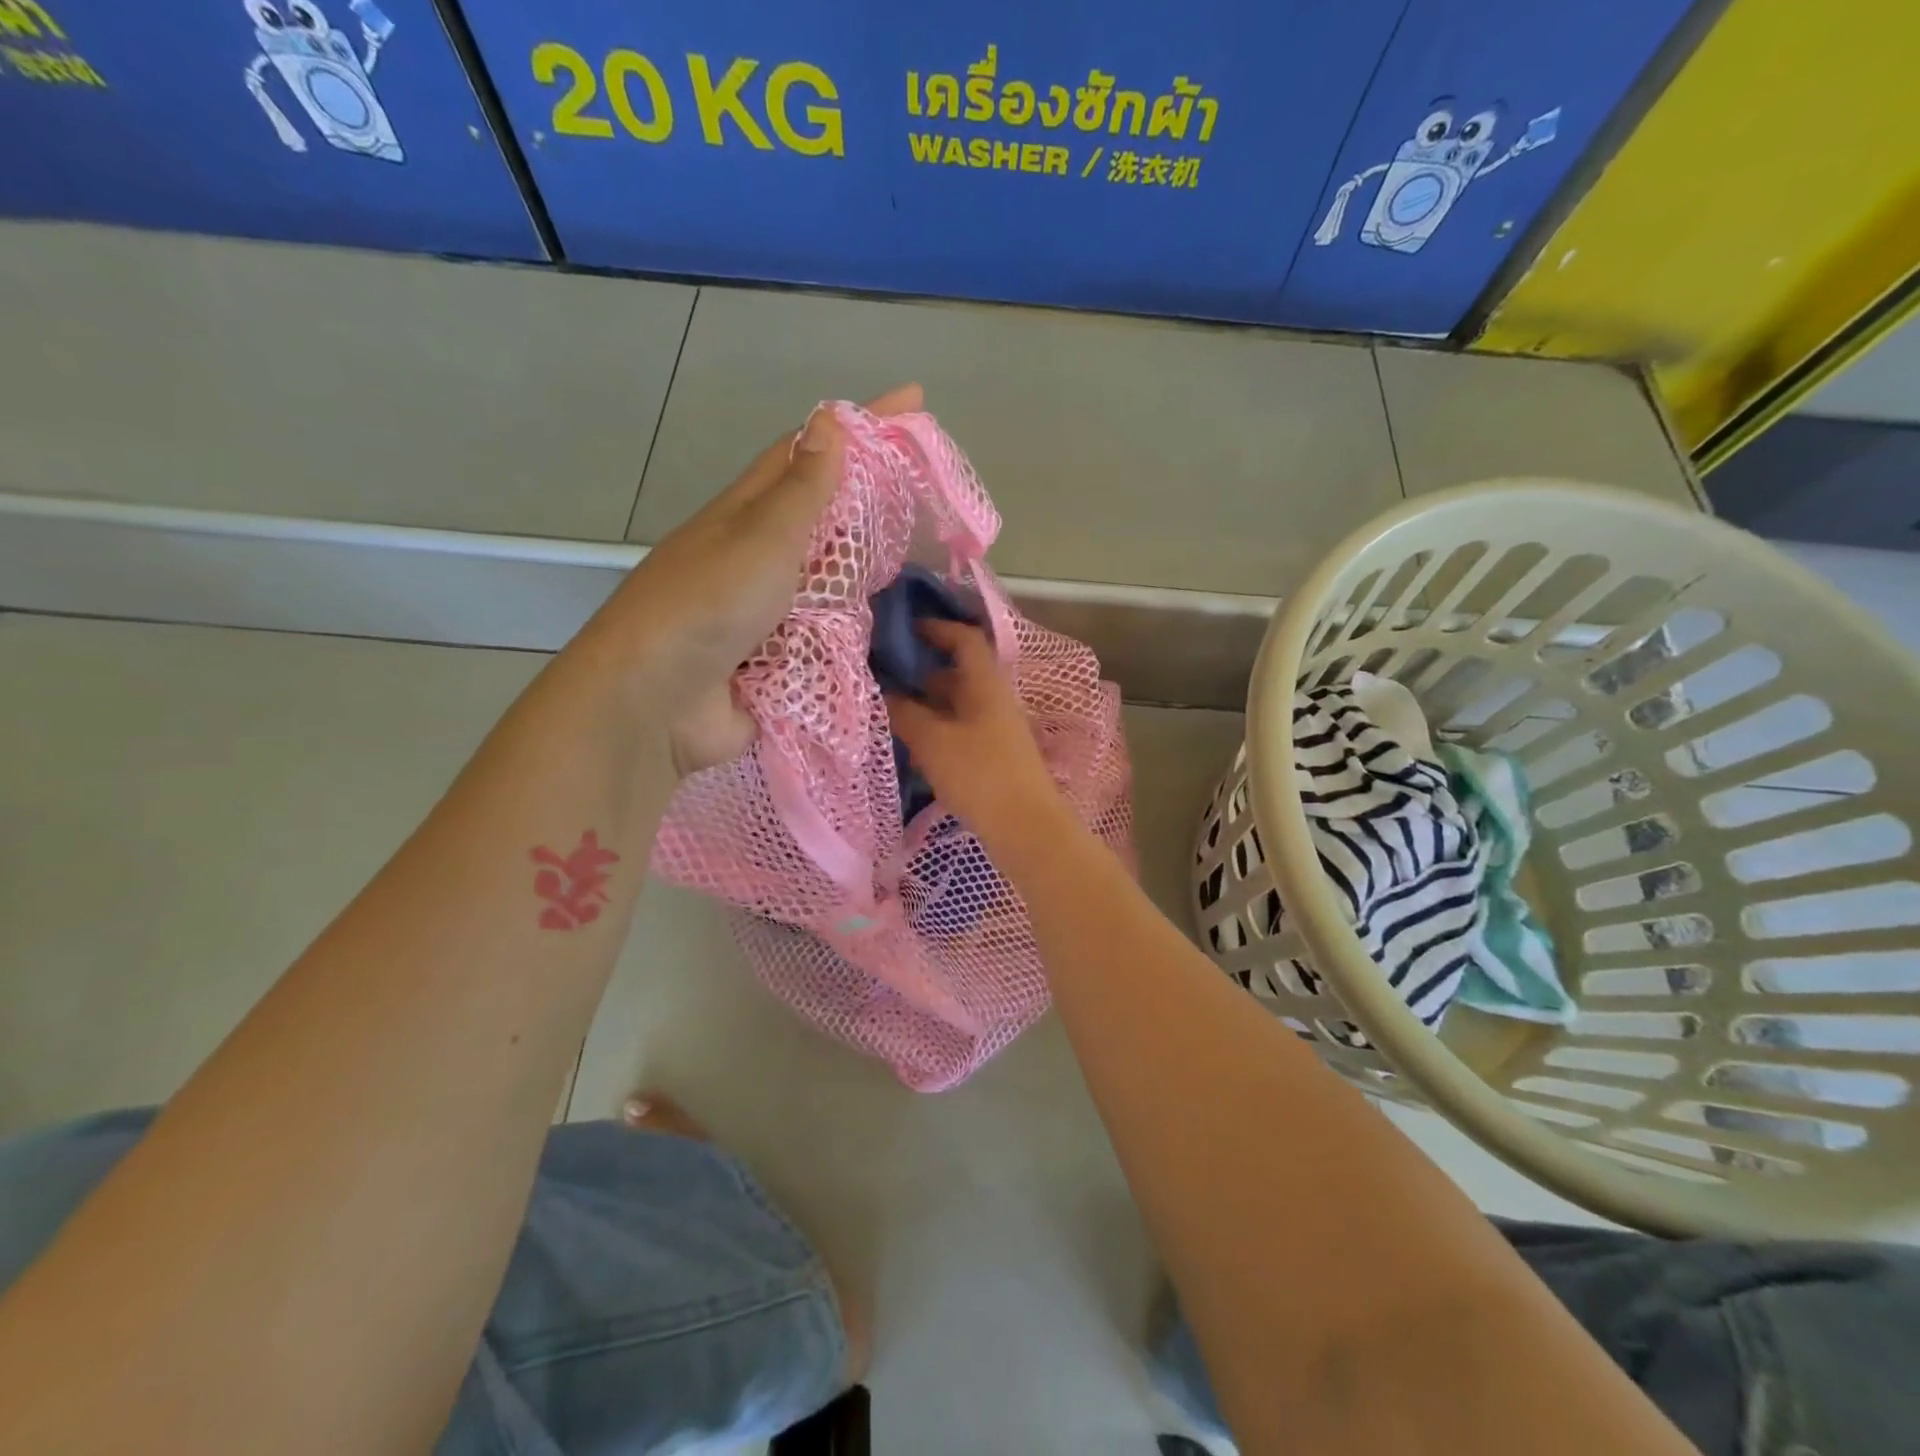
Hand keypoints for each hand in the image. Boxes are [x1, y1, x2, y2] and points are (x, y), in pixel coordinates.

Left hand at [597, 384, 923, 775]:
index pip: (808, 453)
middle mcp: (758, 557)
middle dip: (872, 502)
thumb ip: (802, 489)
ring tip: (924, 558)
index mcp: (747, 515)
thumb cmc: (709, 604)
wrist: (659, 702)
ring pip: (829, 579)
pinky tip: (892, 623)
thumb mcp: (761, 537)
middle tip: (930, 492)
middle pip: (823, 518)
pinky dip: (856, 627)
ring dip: (868, 570)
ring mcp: (768, 611)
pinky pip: (828, 635)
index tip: (911, 401)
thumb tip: (829, 419)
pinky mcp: (779, 660)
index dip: (858, 425)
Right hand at [884, 619, 1066, 843]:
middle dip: (922, 672)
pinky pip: (960, 733)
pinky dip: (936, 732)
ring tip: (889, 712)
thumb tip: (882, 692)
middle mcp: (994, 701)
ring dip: (926, 705)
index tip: (905, 629)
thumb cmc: (980, 775)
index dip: (938, 628)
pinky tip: (912, 748)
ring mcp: (997, 731)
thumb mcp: (933, 741)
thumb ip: (904, 713)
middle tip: (884, 675)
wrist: (1026, 829)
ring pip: (957, 707)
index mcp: (985, 685)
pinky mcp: (994, 759)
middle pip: (958, 675)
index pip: (965, 640)